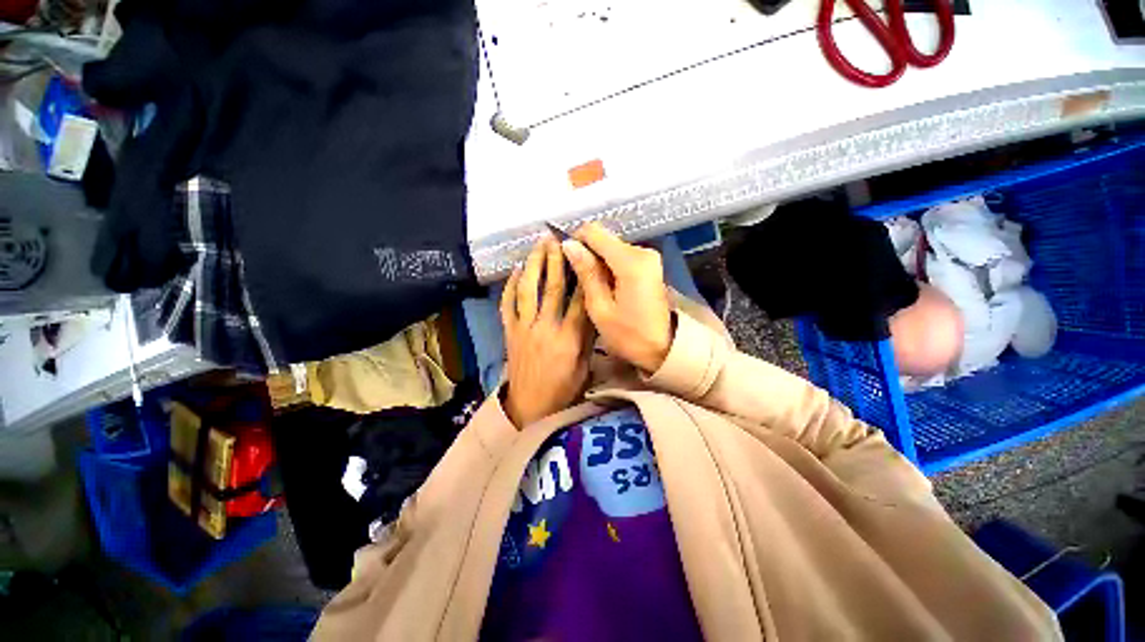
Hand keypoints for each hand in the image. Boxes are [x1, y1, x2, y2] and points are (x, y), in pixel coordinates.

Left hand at [500, 237, 593, 427]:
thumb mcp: (584, 365)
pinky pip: (507, 305)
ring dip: (533, 265)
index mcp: (568, 338)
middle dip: (556, 260)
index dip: (583, 274)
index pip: (579, 299)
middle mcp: (545, 327)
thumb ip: (587, 336)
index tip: (585, 254)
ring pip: (528, 290)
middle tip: (557, 238)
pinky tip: (515, 271)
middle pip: (553, 287)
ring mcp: (523, 328)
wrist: (530, 406)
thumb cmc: (563, 389)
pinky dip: (510, 286)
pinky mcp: (509, 332)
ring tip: (537, 246)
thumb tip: (591, 308)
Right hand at [560, 222, 673, 372]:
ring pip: (611, 248)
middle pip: (603, 239)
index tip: (565, 261)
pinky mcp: (649, 265)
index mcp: (631, 262)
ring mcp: (648, 257)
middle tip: (576, 280)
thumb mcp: (600, 308)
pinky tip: (604, 287)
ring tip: (590, 287)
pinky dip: (608, 267)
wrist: (664, 348)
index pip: (594, 232)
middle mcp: (642, 251)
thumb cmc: (629, 336)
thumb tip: (569, 244)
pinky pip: (621, 257)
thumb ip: (586, 273)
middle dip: (586, 254)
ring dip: (597, 262)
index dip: (575, 241)